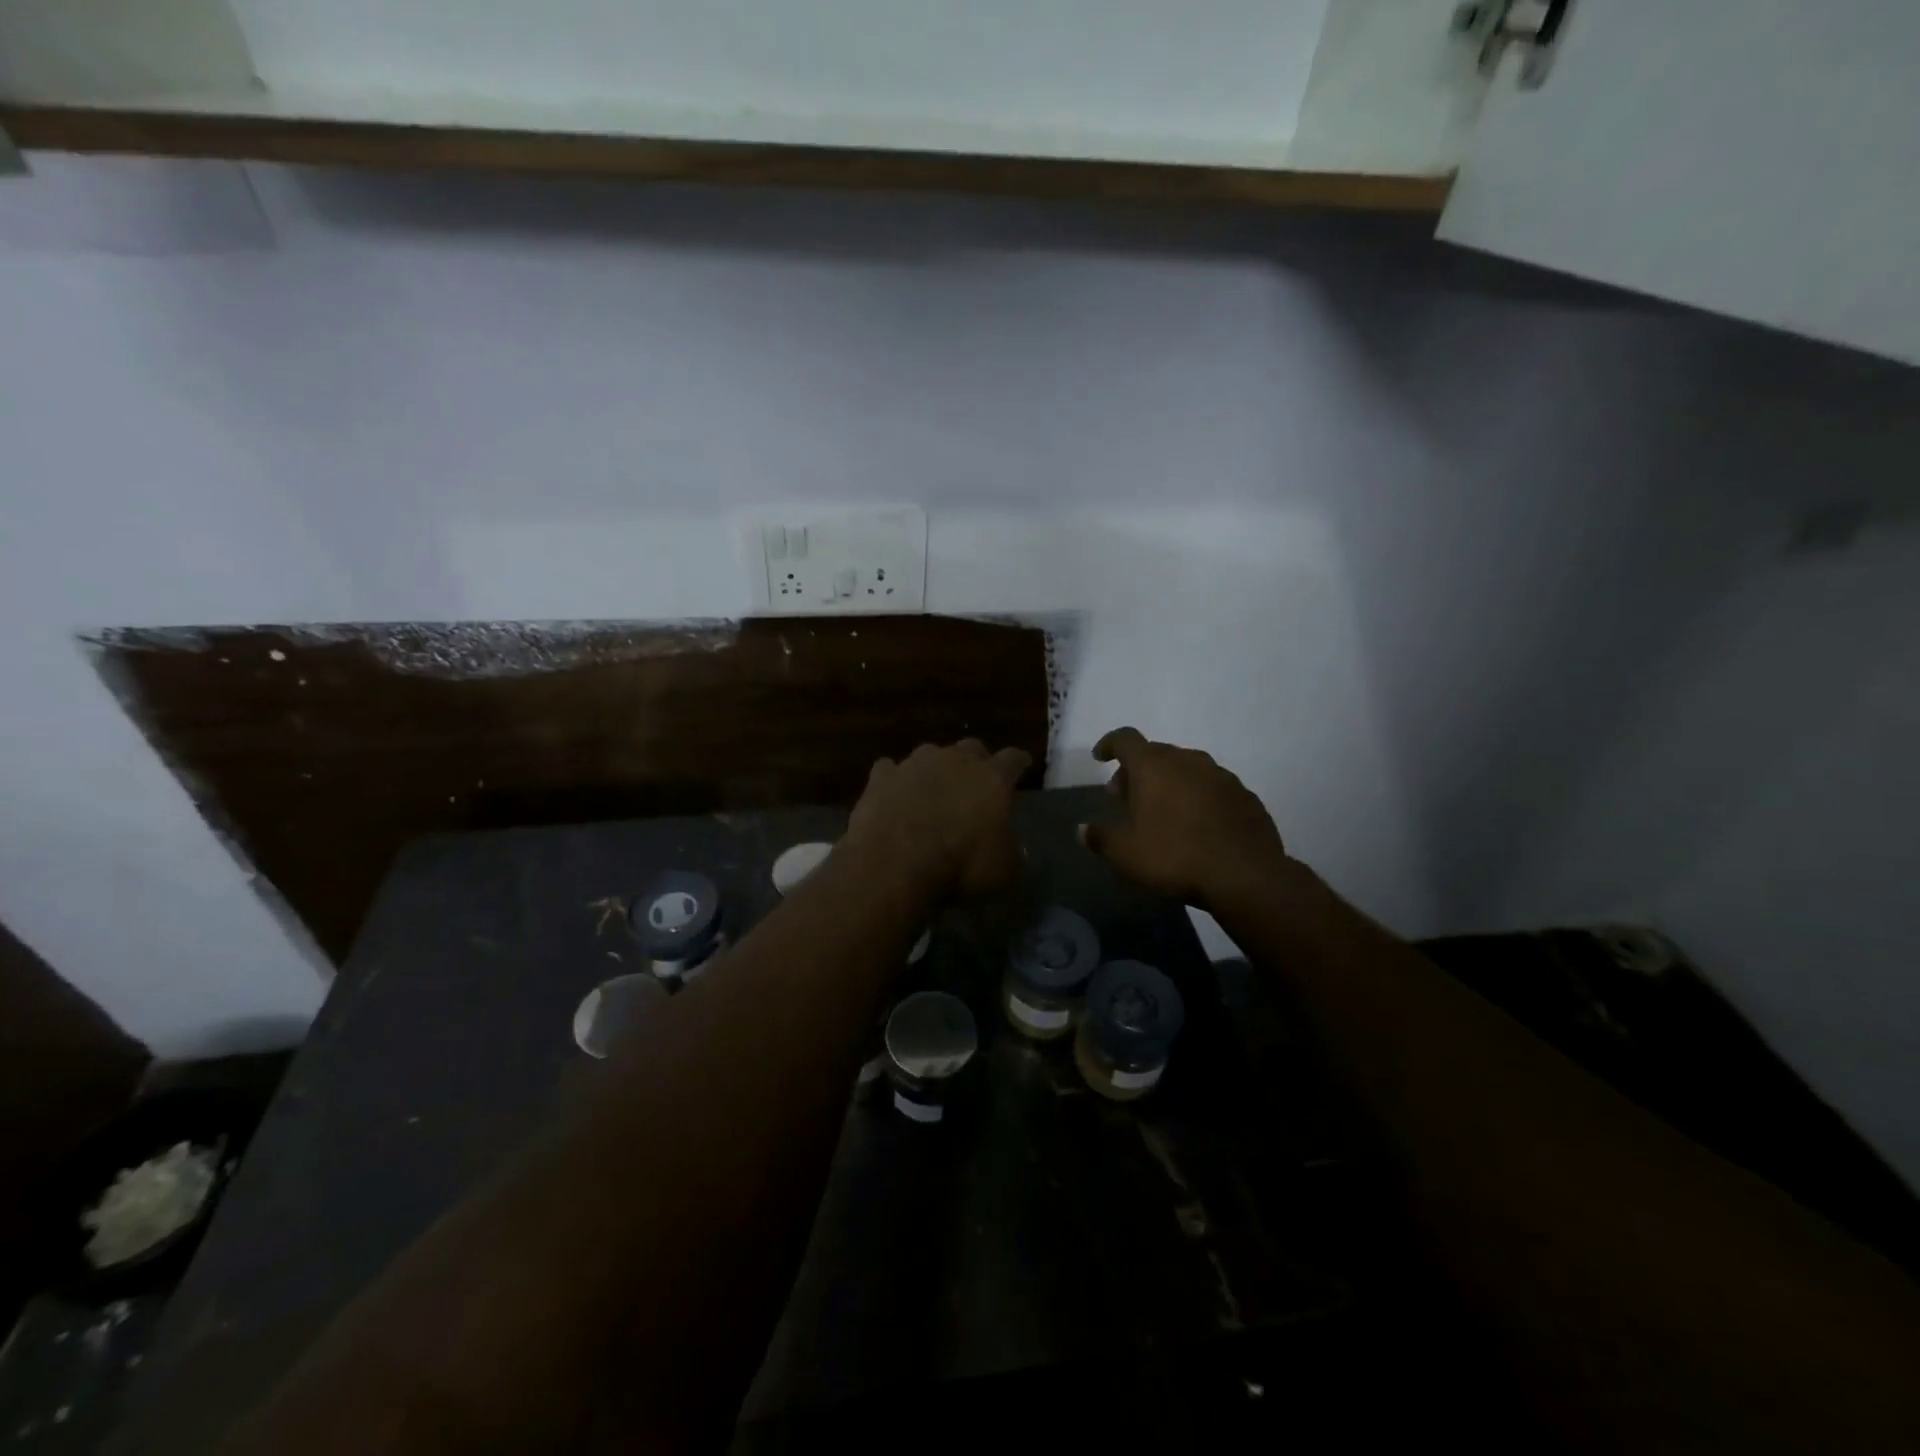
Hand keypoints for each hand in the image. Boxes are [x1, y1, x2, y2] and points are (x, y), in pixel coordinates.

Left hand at [844, 739, 1029, 897]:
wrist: (894, 864)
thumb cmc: (959, 866)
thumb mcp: (1003, 870)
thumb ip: (1010, 850)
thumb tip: (1011, 846)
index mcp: (992, 778)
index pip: (1013, 759)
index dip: (1019, 763)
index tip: (1022, 766)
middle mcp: (954, 760)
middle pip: (971, 748)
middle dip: (976, 761)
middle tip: (976, 782)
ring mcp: (914, 764)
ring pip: (930, 753)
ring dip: (935, 768)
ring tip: (933, 789)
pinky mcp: (881, 777)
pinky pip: (890, 770)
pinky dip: (895, 780)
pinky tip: (893, 795)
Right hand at [1080, 727, 1289, 905]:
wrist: (1246, 875)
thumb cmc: (1175, 856)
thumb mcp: (1125, 854)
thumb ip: (1100, 837)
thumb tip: (1082, 829)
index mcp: (1154, 766)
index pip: (1125, 739)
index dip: (1109, 744)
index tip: (1100, 758)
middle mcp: (1188, 760)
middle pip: (1156, 753)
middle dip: (1137, 771)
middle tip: (1127, 799)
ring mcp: (1221, 776)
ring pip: (1187, 769)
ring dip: (1170, 782)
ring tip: (1163, 812)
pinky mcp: (1245, 796)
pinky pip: (1212, 788)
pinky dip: (1198, 797)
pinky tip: (1197, 825)